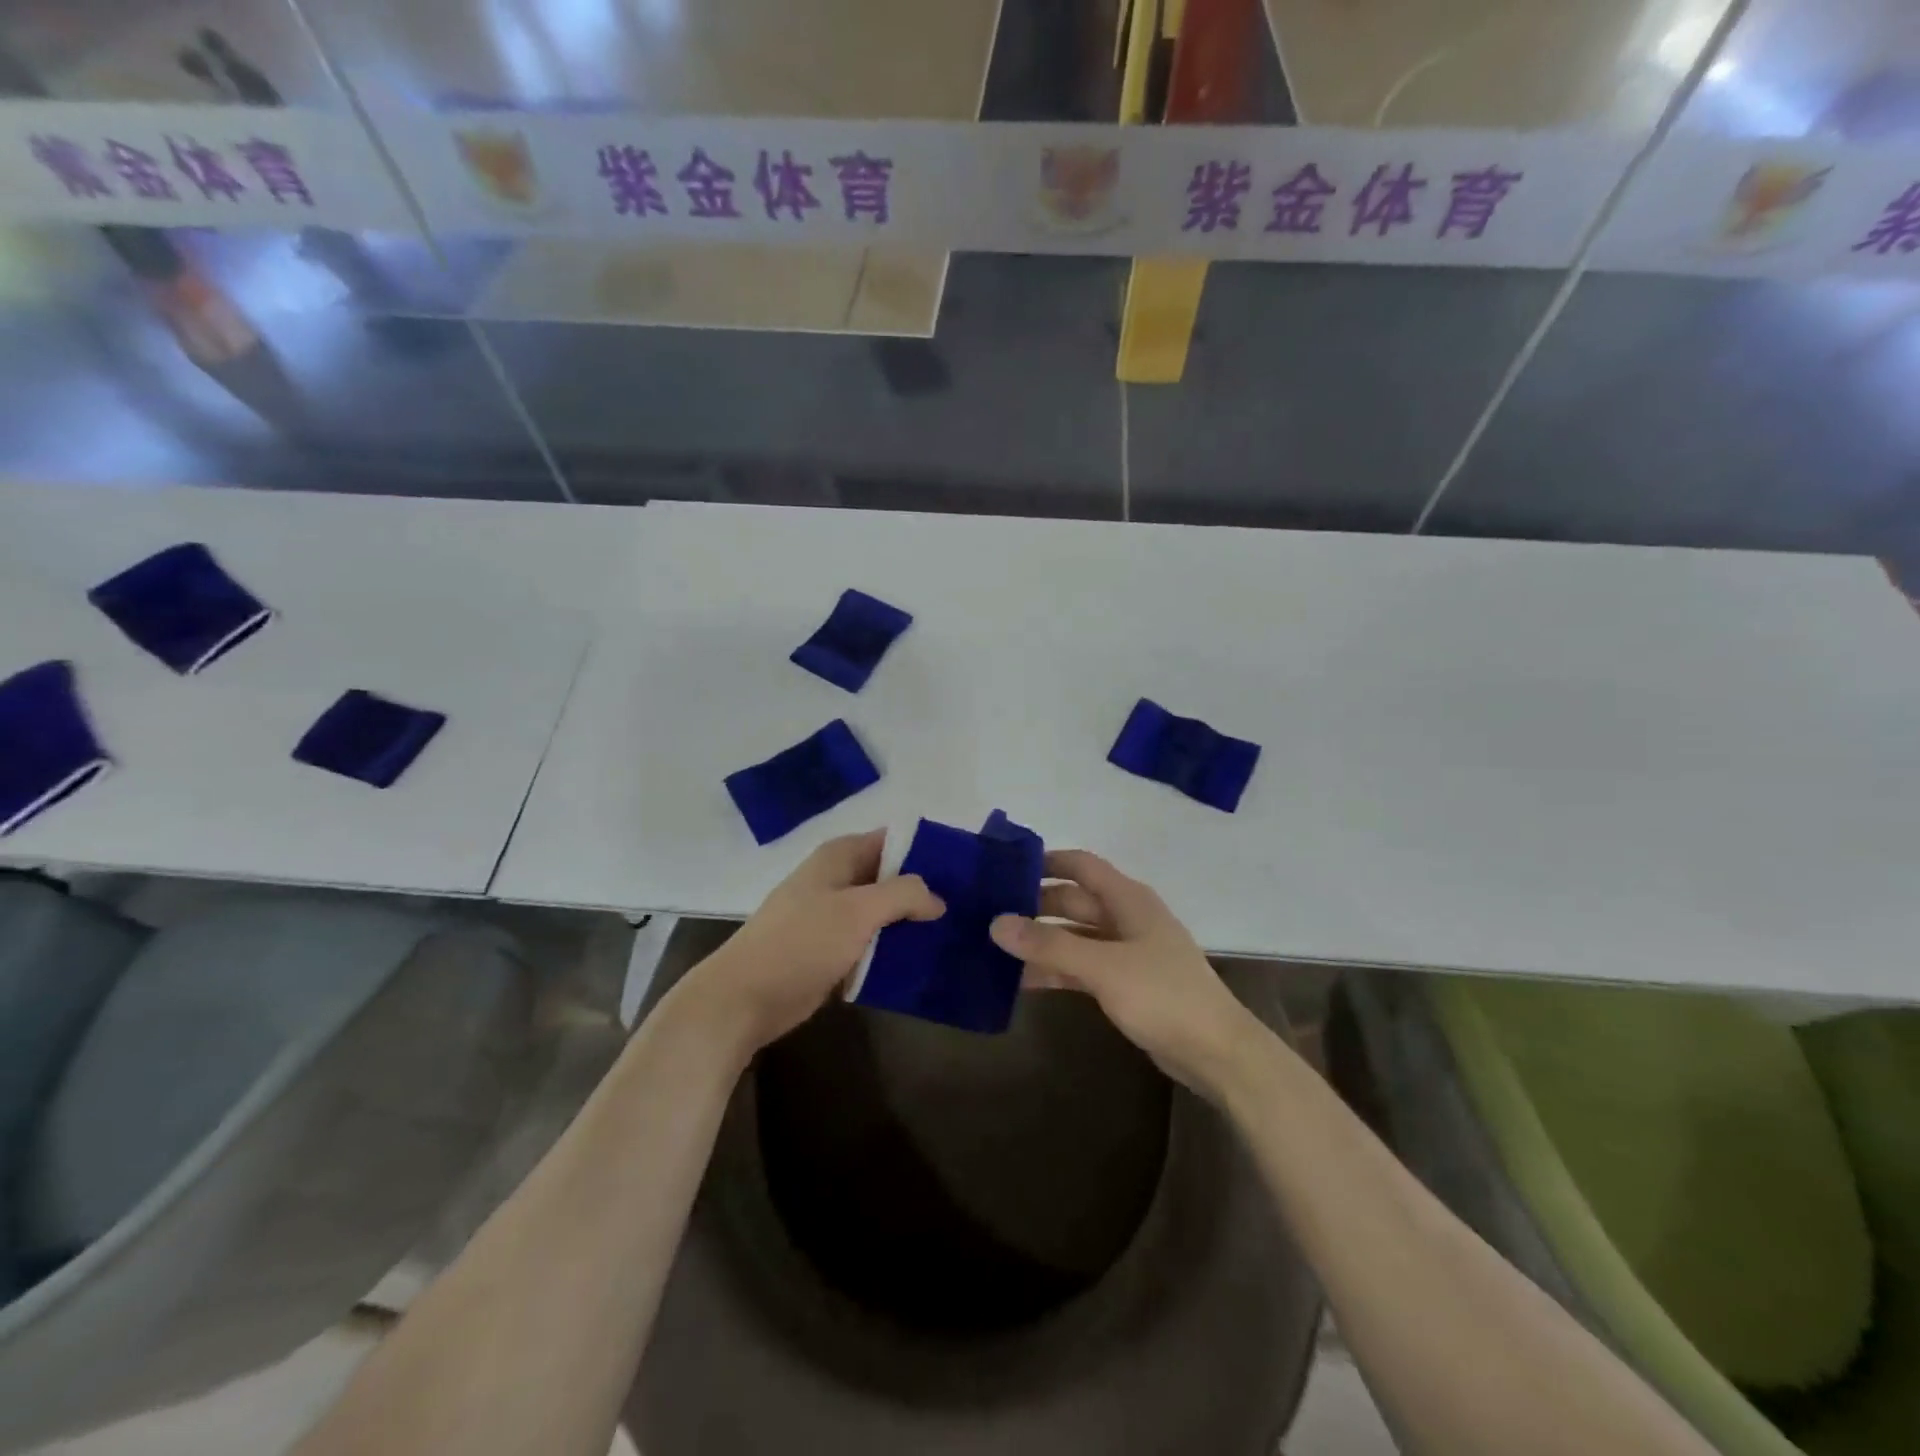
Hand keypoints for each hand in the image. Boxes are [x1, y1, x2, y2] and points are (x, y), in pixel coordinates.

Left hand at [677, 830, 944, 1058]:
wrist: (745, 998)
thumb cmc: (801, 942)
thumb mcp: (858, 910)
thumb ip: (904, 894)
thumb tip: (938, 898)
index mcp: (839, 857)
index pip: (893, 840)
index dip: (926, 851)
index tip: (964, 870)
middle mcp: (837, 879)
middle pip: (890, 877)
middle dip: (924, 891)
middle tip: (966, 909)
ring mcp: (832, 916)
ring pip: (883, 912)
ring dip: (910, 924)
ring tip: (953, 936)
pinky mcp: (831, 949)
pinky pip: (871, 941)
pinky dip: (892, 949)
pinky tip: (922, 961)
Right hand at [990, 850, 1261, 1094]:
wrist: (1217, 1053)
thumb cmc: (1163, 996)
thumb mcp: (1103, 967)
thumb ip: (1049, 945)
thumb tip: (997, 923)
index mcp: (1128, 900)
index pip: (1081, 865)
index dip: (1046, 861)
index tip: (1005, 867)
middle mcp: (1127, 918)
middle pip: (1074, 900)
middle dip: (1035, 904)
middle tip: (989, 912)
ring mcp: (1127, 952)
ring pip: (1075, 936)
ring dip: (1042, 940)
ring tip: (996, 946)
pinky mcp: (1126, 983)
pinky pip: (1082, 966)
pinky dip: (1056, 969)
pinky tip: (1023, 981)